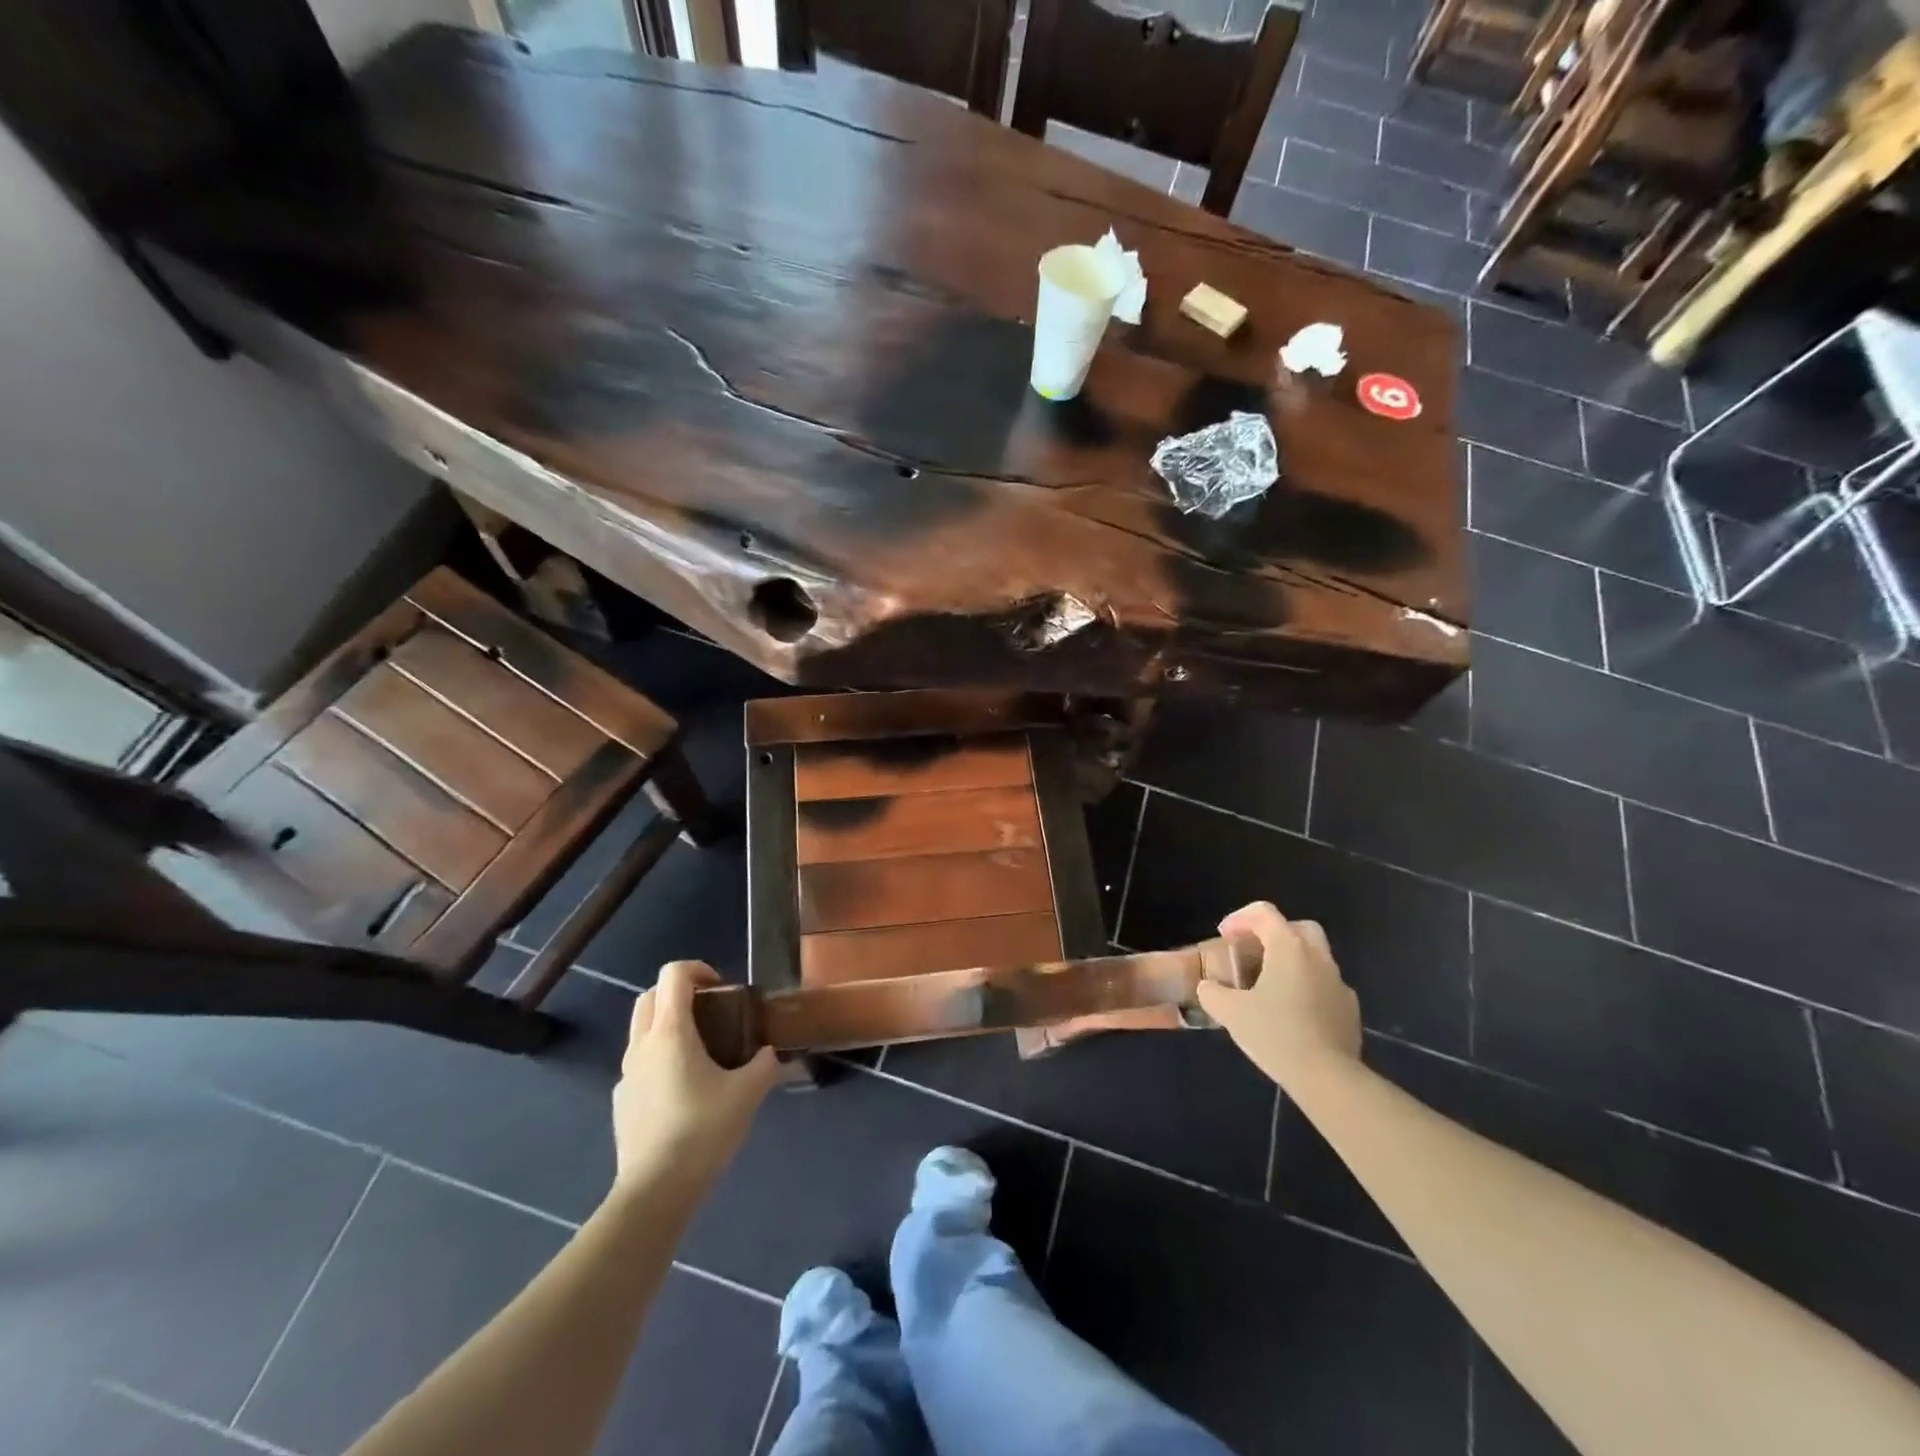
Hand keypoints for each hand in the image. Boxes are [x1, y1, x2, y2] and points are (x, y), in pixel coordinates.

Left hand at [611, 961, 781, 1190]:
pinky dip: (660, 1058)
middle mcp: (642, 1044)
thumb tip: (771, 1054)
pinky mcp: (621, 1100)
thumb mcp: (747, 1094)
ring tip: (702, 1050)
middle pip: (651, 996)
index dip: (699, 968)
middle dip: (679, 992)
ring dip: (668, 1024)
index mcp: (671, 1032)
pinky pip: (639, 1063)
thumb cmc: (702, 1131)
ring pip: (642, 1029)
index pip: (674, 974)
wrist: (655, 1191)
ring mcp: (626, 1073)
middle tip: (712, 1010)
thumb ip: (764, 1066)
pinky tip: (683, 1089)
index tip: (723, 988)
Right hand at [1196, 901, 1361, 1084]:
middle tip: (1254, 951)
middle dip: (1274, 933)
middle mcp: (1318, 958)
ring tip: (1270, 986)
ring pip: (1315, 958)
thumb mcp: (1230, 1012)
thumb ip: (1212, 993)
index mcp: (1289, 948)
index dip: (1240, 918)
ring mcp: (1338, 984)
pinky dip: (1307, 989)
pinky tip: (1292, 1013)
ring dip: (1292, 962)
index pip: (1264, 913)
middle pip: (1298, 928)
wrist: (1328, 1078)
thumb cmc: (1275, 1034)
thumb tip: (1208, 988)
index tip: (1225, 936)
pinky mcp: (1349, 1010)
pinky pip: (1325, 987)